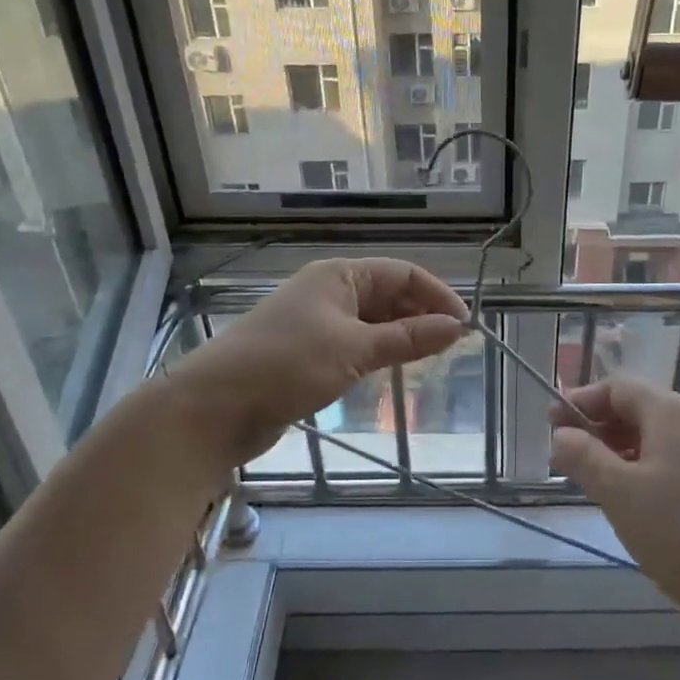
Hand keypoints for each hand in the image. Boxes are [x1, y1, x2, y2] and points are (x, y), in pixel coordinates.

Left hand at [166, 258, 467, 463]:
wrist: (214, 407)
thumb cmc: (287, 365)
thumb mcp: (354, 350)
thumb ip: (408, 338)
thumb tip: (458, 327)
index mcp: (340, 274)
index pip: (402, 272)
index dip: (437, 295)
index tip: (466, 326)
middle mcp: (329, 291)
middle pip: (388, 293)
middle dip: (422, 314)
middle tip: (453, 346)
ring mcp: (316, 322)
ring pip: (372, 321)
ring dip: (402, 335)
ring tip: (432, 358)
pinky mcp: (306, 352)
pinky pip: (354, 343)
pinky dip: (378, 352)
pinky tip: (392, 370)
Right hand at [549, 377, 679, 659]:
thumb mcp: (621, 494)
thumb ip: (584, 458)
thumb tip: (560, 435)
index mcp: (671, 412)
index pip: (617, 387)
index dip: (581, 401)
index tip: (550, 423)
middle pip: (638, 409)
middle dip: (599, 426)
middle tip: (567, 455)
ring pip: (658, 440)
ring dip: (620, 451)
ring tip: (595, 481)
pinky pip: (676, 464)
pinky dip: (647, 471)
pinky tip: (635, 504)